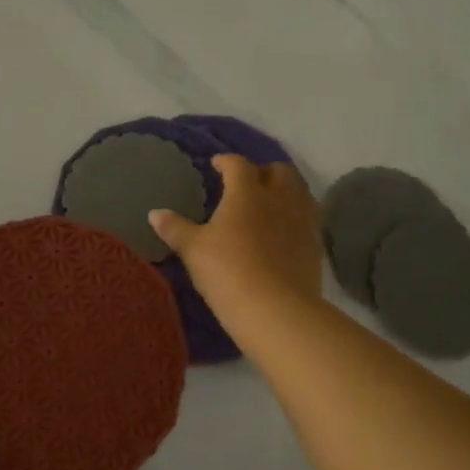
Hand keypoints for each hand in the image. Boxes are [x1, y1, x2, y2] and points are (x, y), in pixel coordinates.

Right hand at [149, 154, 322, 320]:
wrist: (275, 309)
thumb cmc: (227, 271)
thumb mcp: (194, 250)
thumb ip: (175, 229)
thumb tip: (155, 213)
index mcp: (247, 192)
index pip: (238, 165)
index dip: (226, 161)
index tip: (217, 165)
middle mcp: (279, 198)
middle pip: (279, 171)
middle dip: (263, 171)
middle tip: (249, 183)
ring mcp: (302, 220)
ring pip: (299, 192)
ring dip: (285, 191)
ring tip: (270, 203)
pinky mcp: (315, 245)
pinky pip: (308, 219)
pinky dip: (295, 217)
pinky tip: (284, 231)